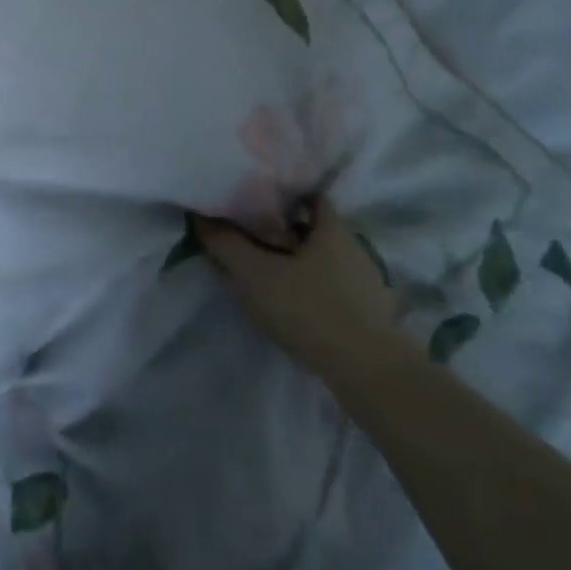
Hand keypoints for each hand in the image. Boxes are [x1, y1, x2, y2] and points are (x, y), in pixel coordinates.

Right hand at [193, 199, 406, 377]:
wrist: (371, 375)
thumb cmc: (311, 310)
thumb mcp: (256, 275)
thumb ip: (225, 244)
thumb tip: (199, 216)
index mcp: (332, 227)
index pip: (307, 195)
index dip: (281, 194)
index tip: (254, 200)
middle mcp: (353, 247)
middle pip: (313, 227)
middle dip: (284, 229)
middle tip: (251, 235)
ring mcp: (366, 282)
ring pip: (323, 260)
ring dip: (297, 262)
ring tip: (267, 271)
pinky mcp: (370, 315)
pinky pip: (333, 288)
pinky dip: (312, 289)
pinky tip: (293, 304)